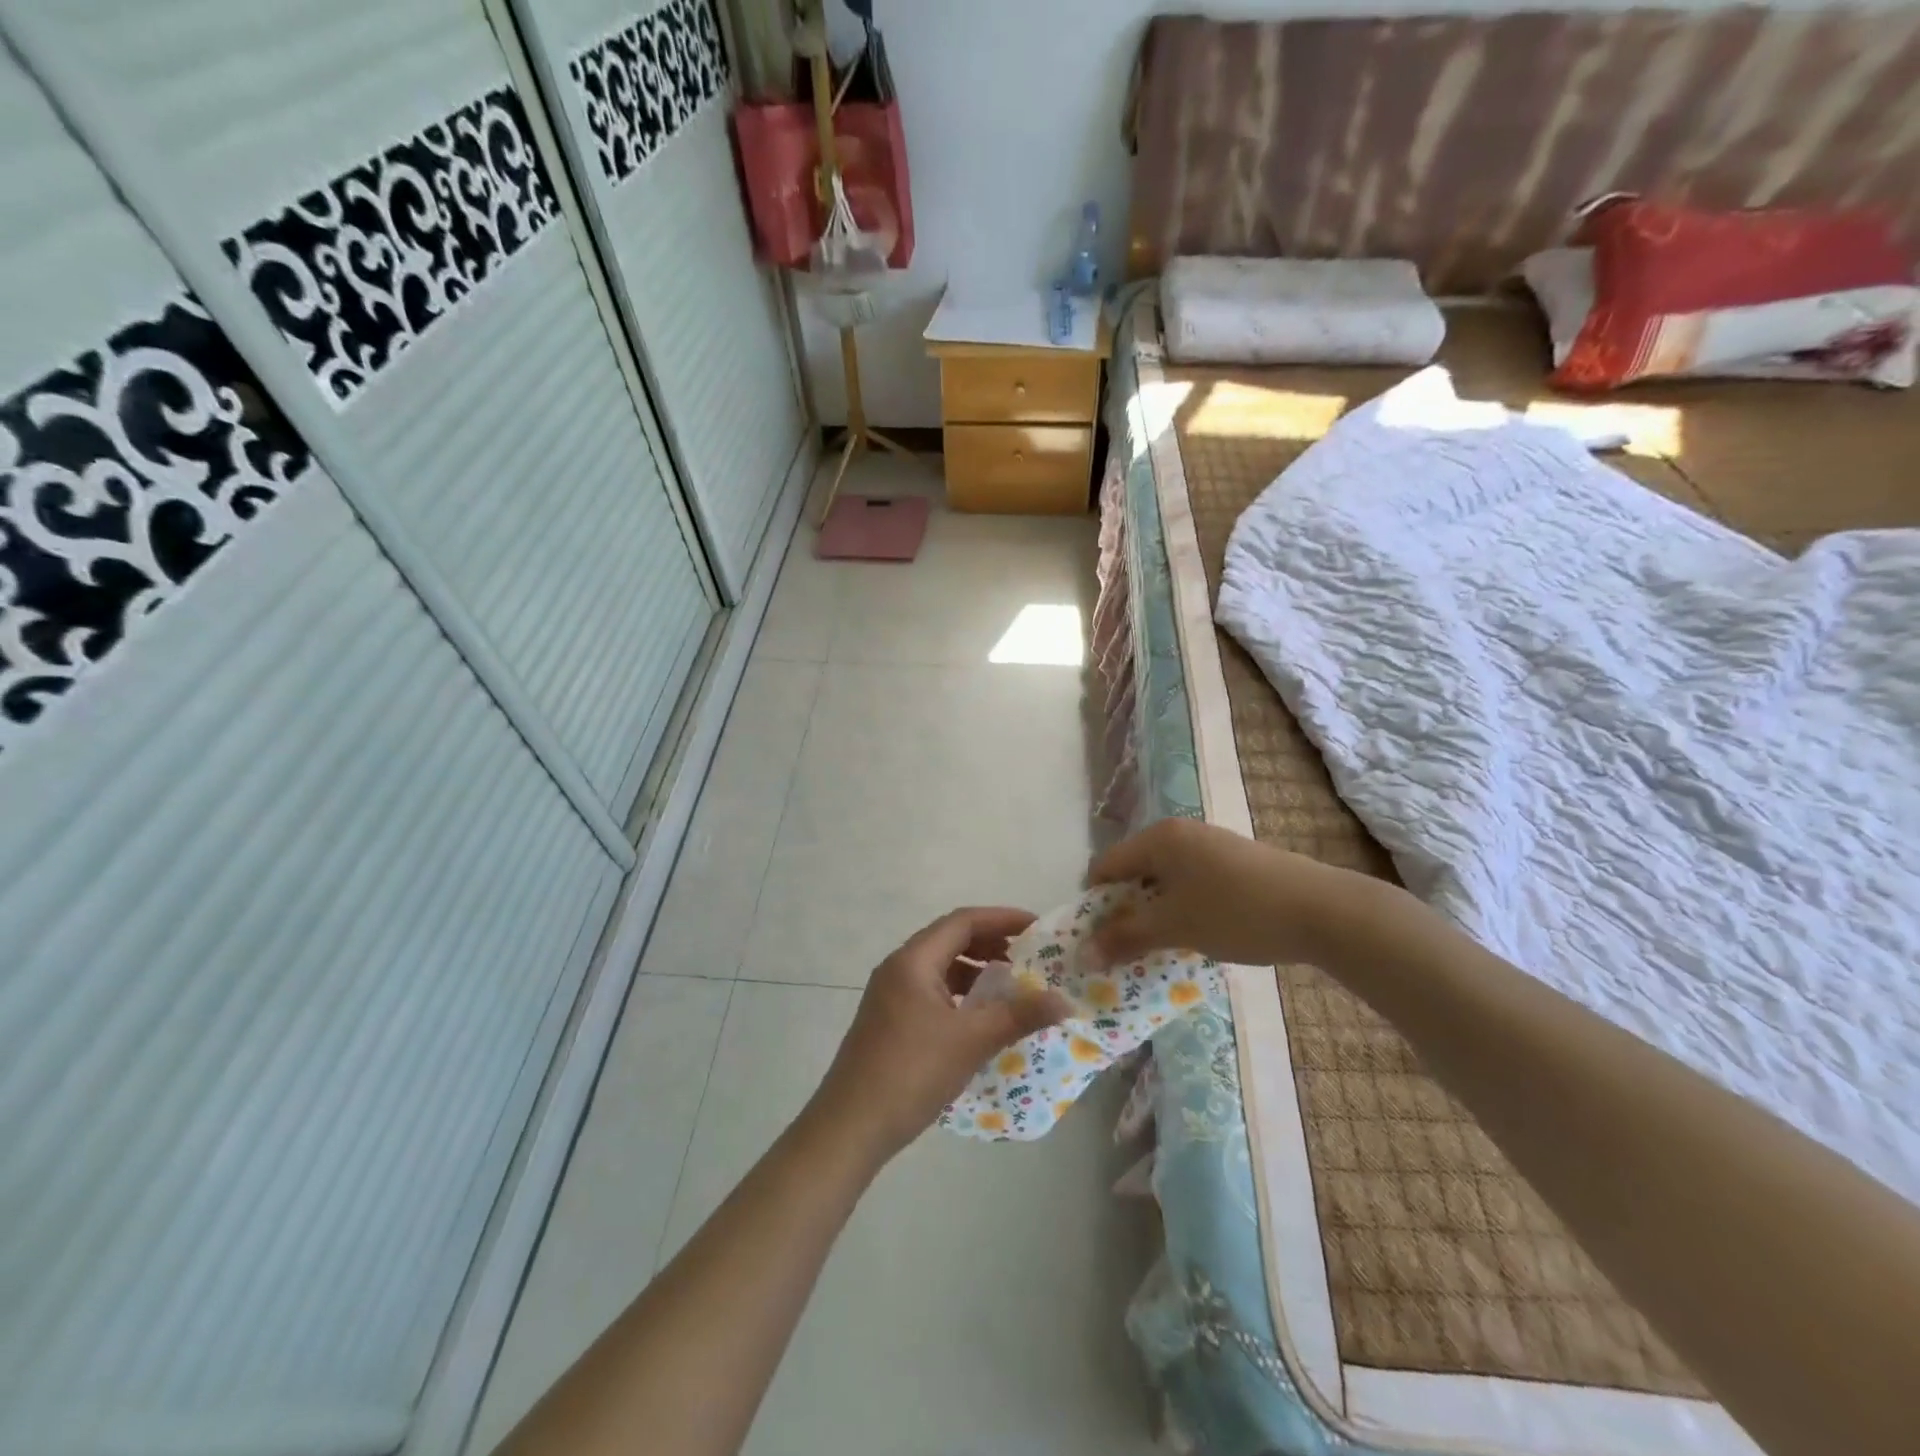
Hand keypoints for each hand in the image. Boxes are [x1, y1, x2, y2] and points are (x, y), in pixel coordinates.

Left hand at [808, 907, 1071, 1164]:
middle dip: (992, 943)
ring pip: (940, 967)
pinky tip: (980, 1017)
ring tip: (1011, 985)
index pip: (963, 921)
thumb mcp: (971, 1041)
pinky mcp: (890, 1020)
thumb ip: (1018, 1015)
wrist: (850, 1126)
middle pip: (950, 939)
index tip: (1038, 927)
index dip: (1003, 919)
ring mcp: (890, 995)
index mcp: (913, 960)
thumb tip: (1064, 1000)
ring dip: (976, 969)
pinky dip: (960, 994)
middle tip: (1031, 956)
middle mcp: (899, 968)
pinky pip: (932, 991)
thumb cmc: (911, 1072)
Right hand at [1089, 818, 1366, 967]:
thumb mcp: (1175, 926)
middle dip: (1126, 912)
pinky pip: (1191, 884)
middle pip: (1134, 872)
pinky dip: (1183, 909)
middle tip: (1126, 950)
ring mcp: (1211, 846)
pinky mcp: (1235, 863)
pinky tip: (1197, 935)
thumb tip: (1083, 953)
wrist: (1322, 910)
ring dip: (1155, 914)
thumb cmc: (1236, 912)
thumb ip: (1125, 937)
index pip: (1106, 866)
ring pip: (1164, 881)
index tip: (1099, 941)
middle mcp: (1180, 833)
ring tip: (1161, 949)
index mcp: (1159, 838)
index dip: (1095, 904)